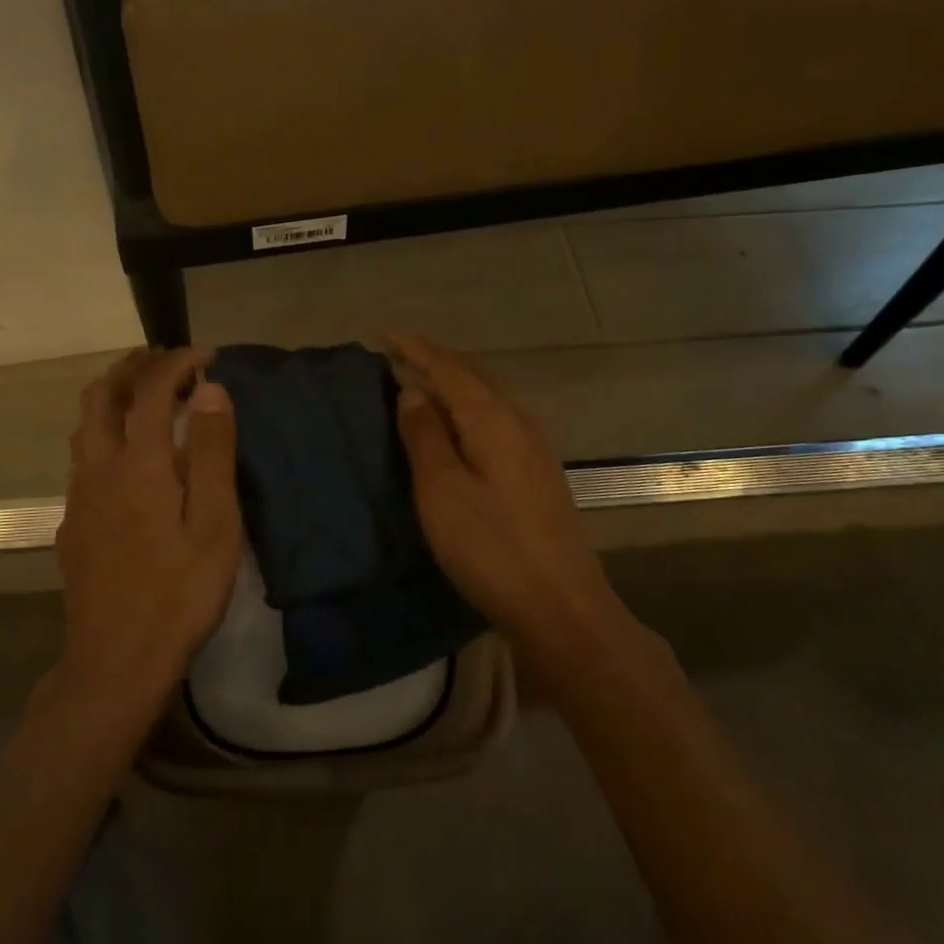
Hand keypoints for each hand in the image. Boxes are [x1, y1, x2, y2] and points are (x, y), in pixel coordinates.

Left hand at [55, 347, 243, 701]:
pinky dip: (106, 435)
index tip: (207, 355)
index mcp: (138, 463)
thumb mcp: (215, 523)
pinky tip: (129, 461)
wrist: (116, 662)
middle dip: (133, 367)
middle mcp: (98, 468)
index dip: (178, 362)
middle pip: (101, 396)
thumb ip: (212, 452)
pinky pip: (83, 459)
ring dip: (113, 398)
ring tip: (147, 399)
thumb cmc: (180, 593)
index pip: (152, 389)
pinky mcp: (71, 524)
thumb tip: (209, 389)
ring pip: (85, 426)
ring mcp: (78, 497)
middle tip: (167, 361)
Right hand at [388, 334, 613, 644]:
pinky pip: (494, 419)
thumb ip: (424, 435)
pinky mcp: (536, 471)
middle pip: (471, 376)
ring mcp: (533, 447)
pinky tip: (454, 427)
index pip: (448, 368)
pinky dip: (466, 409)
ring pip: (485, 398)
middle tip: (395, 355)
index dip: (413, 350)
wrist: (561, 607)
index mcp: (492, 418)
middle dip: (433, 361)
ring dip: (451, 384)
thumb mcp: (442, 490)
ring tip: (418, 384)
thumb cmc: (491, 547)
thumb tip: (412, 390)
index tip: (381, 335)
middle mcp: (518, 421)